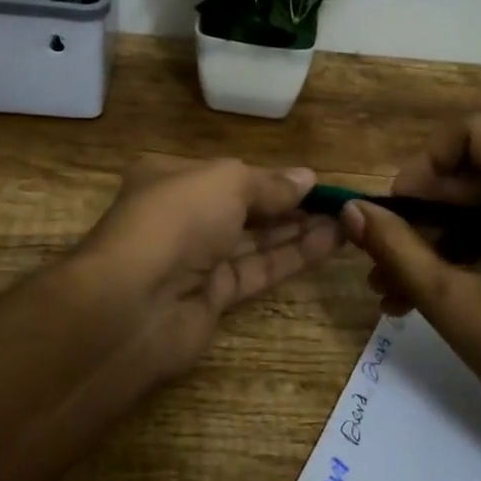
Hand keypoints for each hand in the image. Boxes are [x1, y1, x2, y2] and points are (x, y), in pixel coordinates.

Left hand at [78, 155, 343, 379]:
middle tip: (339, 203)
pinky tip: (329, 244)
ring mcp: (197, 260)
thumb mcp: (226, 182)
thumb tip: (307, 178)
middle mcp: (183, 217)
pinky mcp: (213, 297)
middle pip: (245, 208)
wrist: (133, 305)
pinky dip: (292, 257)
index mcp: (172, 178)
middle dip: (290, 204)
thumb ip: (269, 183)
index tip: (314, 181)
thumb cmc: (176, 220)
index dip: (271, 178)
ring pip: (255, 241)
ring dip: (299, 230)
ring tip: (346, 221)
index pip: (229, 175)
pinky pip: (258, 270)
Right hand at [340, 115, 480, 464]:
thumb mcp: (454, 302)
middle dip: (416, 213)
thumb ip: (397, 250)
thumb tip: (349, 210)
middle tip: (376, 253)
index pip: (474, 134)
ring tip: (381, 285)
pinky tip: (406, 299)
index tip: (397, 206)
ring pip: (470, 209)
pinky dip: (447, 259)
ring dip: (424, 242)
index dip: (427, 161)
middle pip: (467, 175)